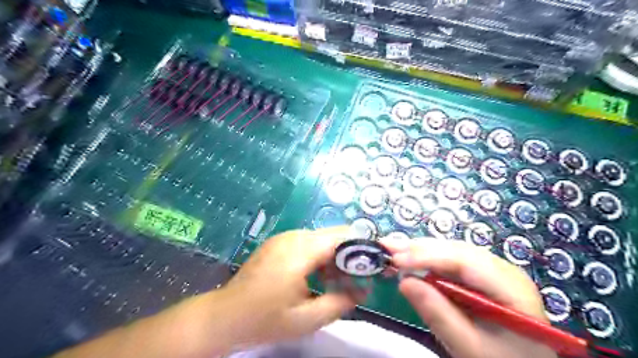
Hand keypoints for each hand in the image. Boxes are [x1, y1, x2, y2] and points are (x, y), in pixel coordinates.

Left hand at [221, 229, 357, 349]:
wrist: (224, 316)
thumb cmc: (265, 318)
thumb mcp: (307, 318)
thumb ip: (340, 302)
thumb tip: (362, 291)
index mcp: (301, 250)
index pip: (342, 236)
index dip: (361, 247)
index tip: (373, 265)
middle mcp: (294, 236)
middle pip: (333, 235)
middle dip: (350, 254)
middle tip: (358, 278)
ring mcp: (284, 238)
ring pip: (321, 239)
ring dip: (334, 257)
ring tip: (339, 282)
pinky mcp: (278, 244)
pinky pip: (307, 243)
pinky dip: (320, 257)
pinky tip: (319, 277)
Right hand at [380, 237, 556, 357]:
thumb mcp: (469, 347)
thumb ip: (438, 314)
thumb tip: (404, 281)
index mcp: (510, 287)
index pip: (464, 261)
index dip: (427, 256)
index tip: (396, 260)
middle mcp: (503, 269)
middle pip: (456, 250)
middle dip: (419, 248)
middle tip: (387, 247)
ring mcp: (493, 270)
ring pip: (452, 251)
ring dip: (421, 250)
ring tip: (393, 249)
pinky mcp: (481, 275)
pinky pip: (452, 260)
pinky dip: (428, 259)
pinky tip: (411, 258)